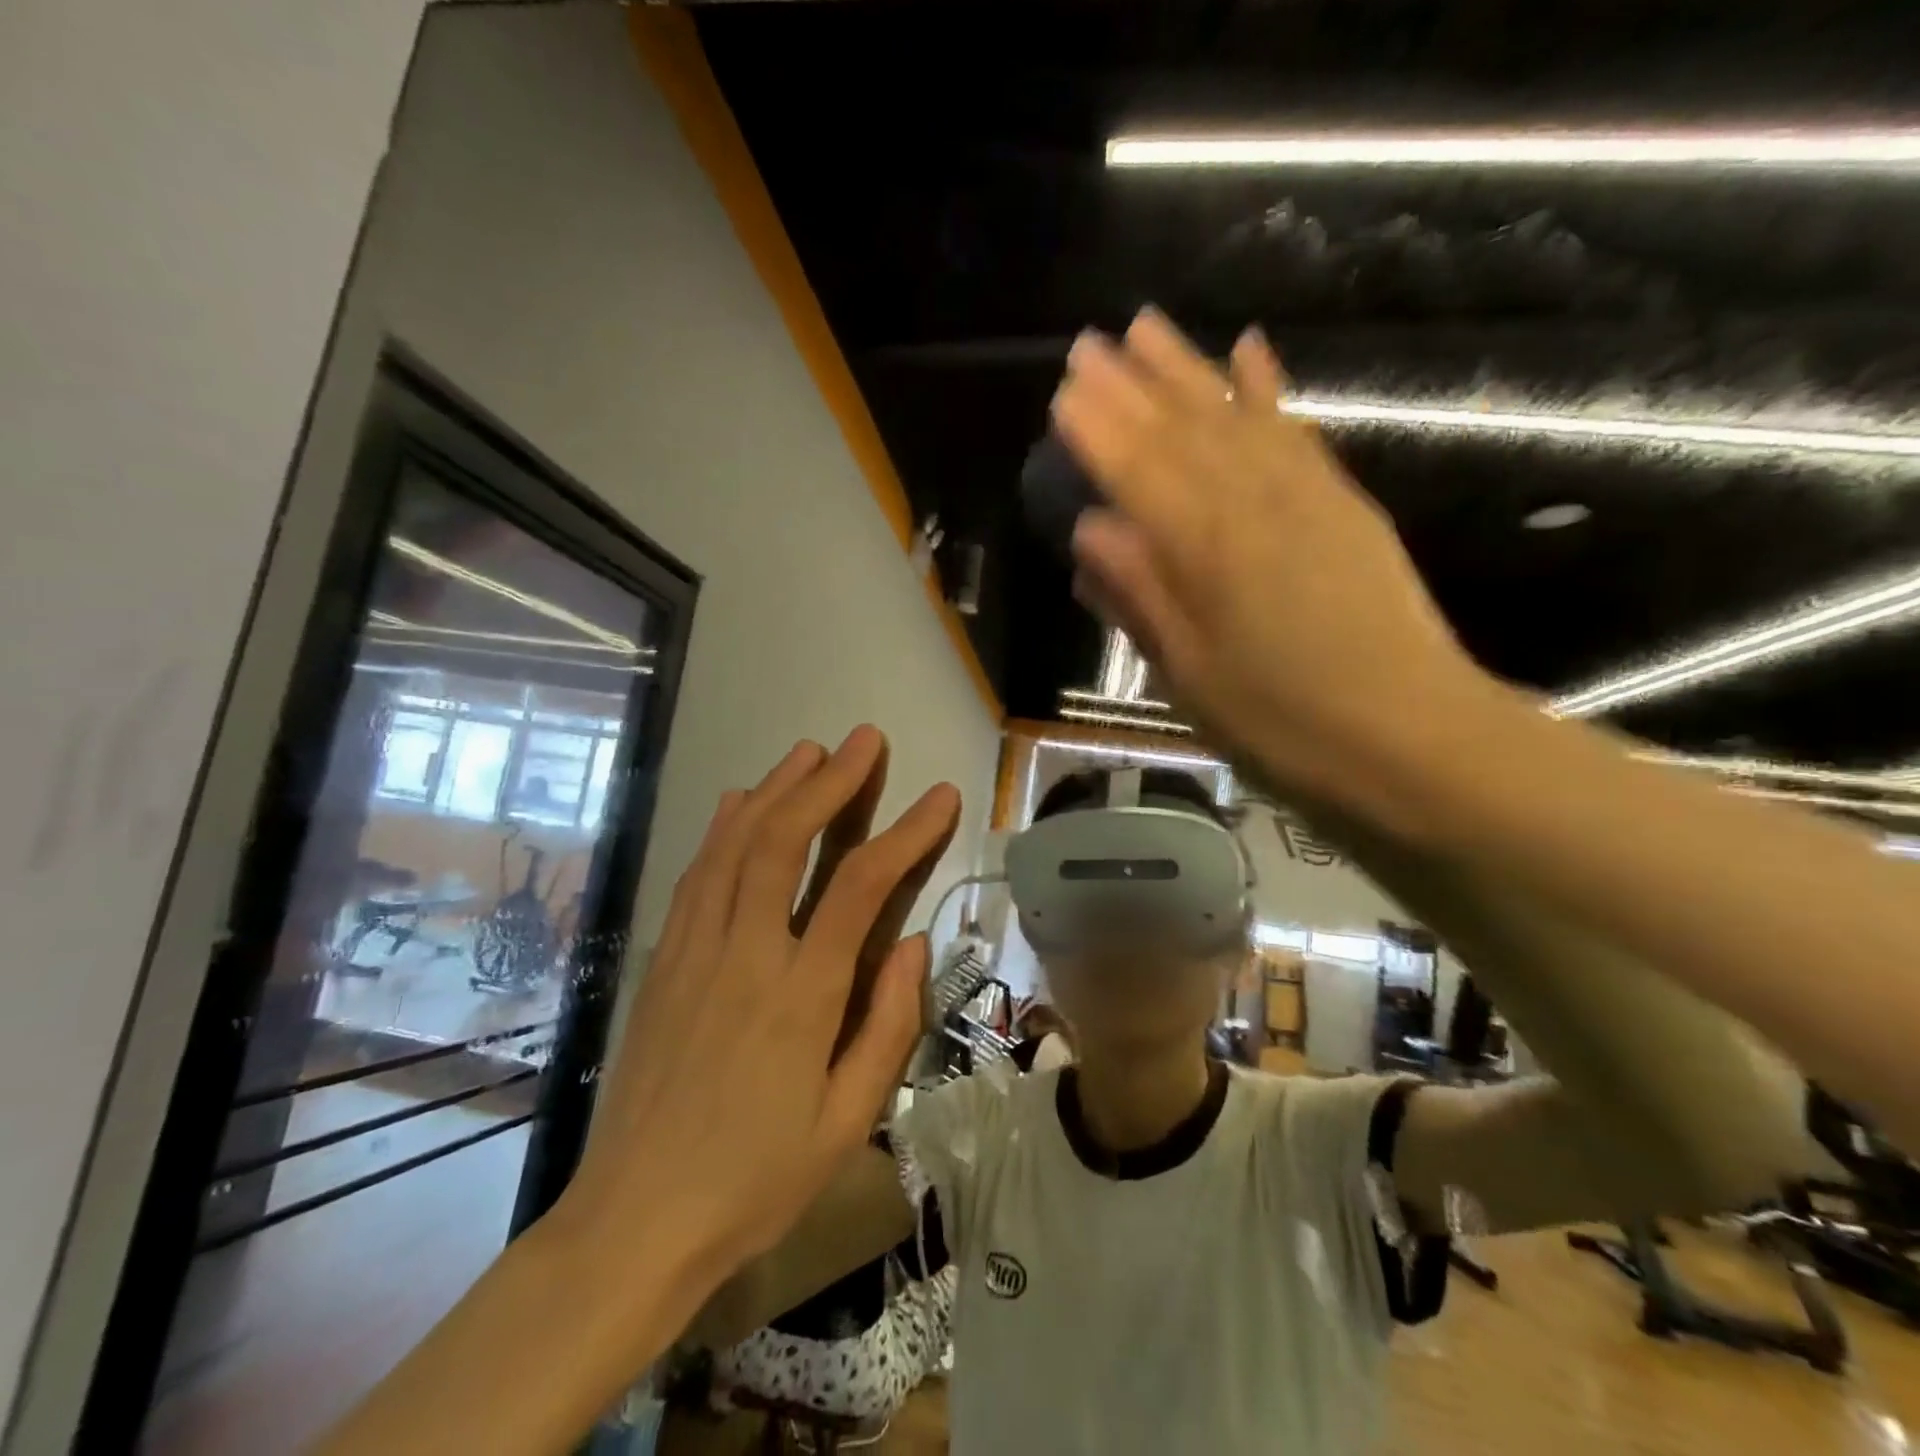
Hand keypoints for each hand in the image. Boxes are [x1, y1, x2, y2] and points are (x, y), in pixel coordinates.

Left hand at [553, 726, 961, 1304]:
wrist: (634, 1222)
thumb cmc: (755, 1180)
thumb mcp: (846, 1122)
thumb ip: (887, 1026)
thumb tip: (911, 944)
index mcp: (800, 996)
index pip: (861, 887)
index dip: (906, 832)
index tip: (940, 796)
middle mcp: (744, 955)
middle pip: (786, 842)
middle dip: (830, 782)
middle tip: (864, 740)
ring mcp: (694, 952)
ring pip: (735, 846)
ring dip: (776, 790)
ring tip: (810, 751)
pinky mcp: (663, 962)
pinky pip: (696, 876)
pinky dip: (722, 830)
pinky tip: (740, 802)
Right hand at [1050, 308, 1488, 824]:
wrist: (1412, 737)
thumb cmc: (1280, 722)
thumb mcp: (1189, 676)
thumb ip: (1139, 596)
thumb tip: (1090, 531)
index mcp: (1203, 551)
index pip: (1136, 471)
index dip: (1096, 429)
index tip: (1063, 390)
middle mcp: (1251, 503)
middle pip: (1181, 430)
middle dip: (1131, 383)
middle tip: (1090, 343)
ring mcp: (1305, 495)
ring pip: (1235, 415)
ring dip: (1189, 368)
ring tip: (1150, 326)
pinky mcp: (1345, 503)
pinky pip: (1297, 431)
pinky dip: (1269, 389)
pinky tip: (1251, 352)